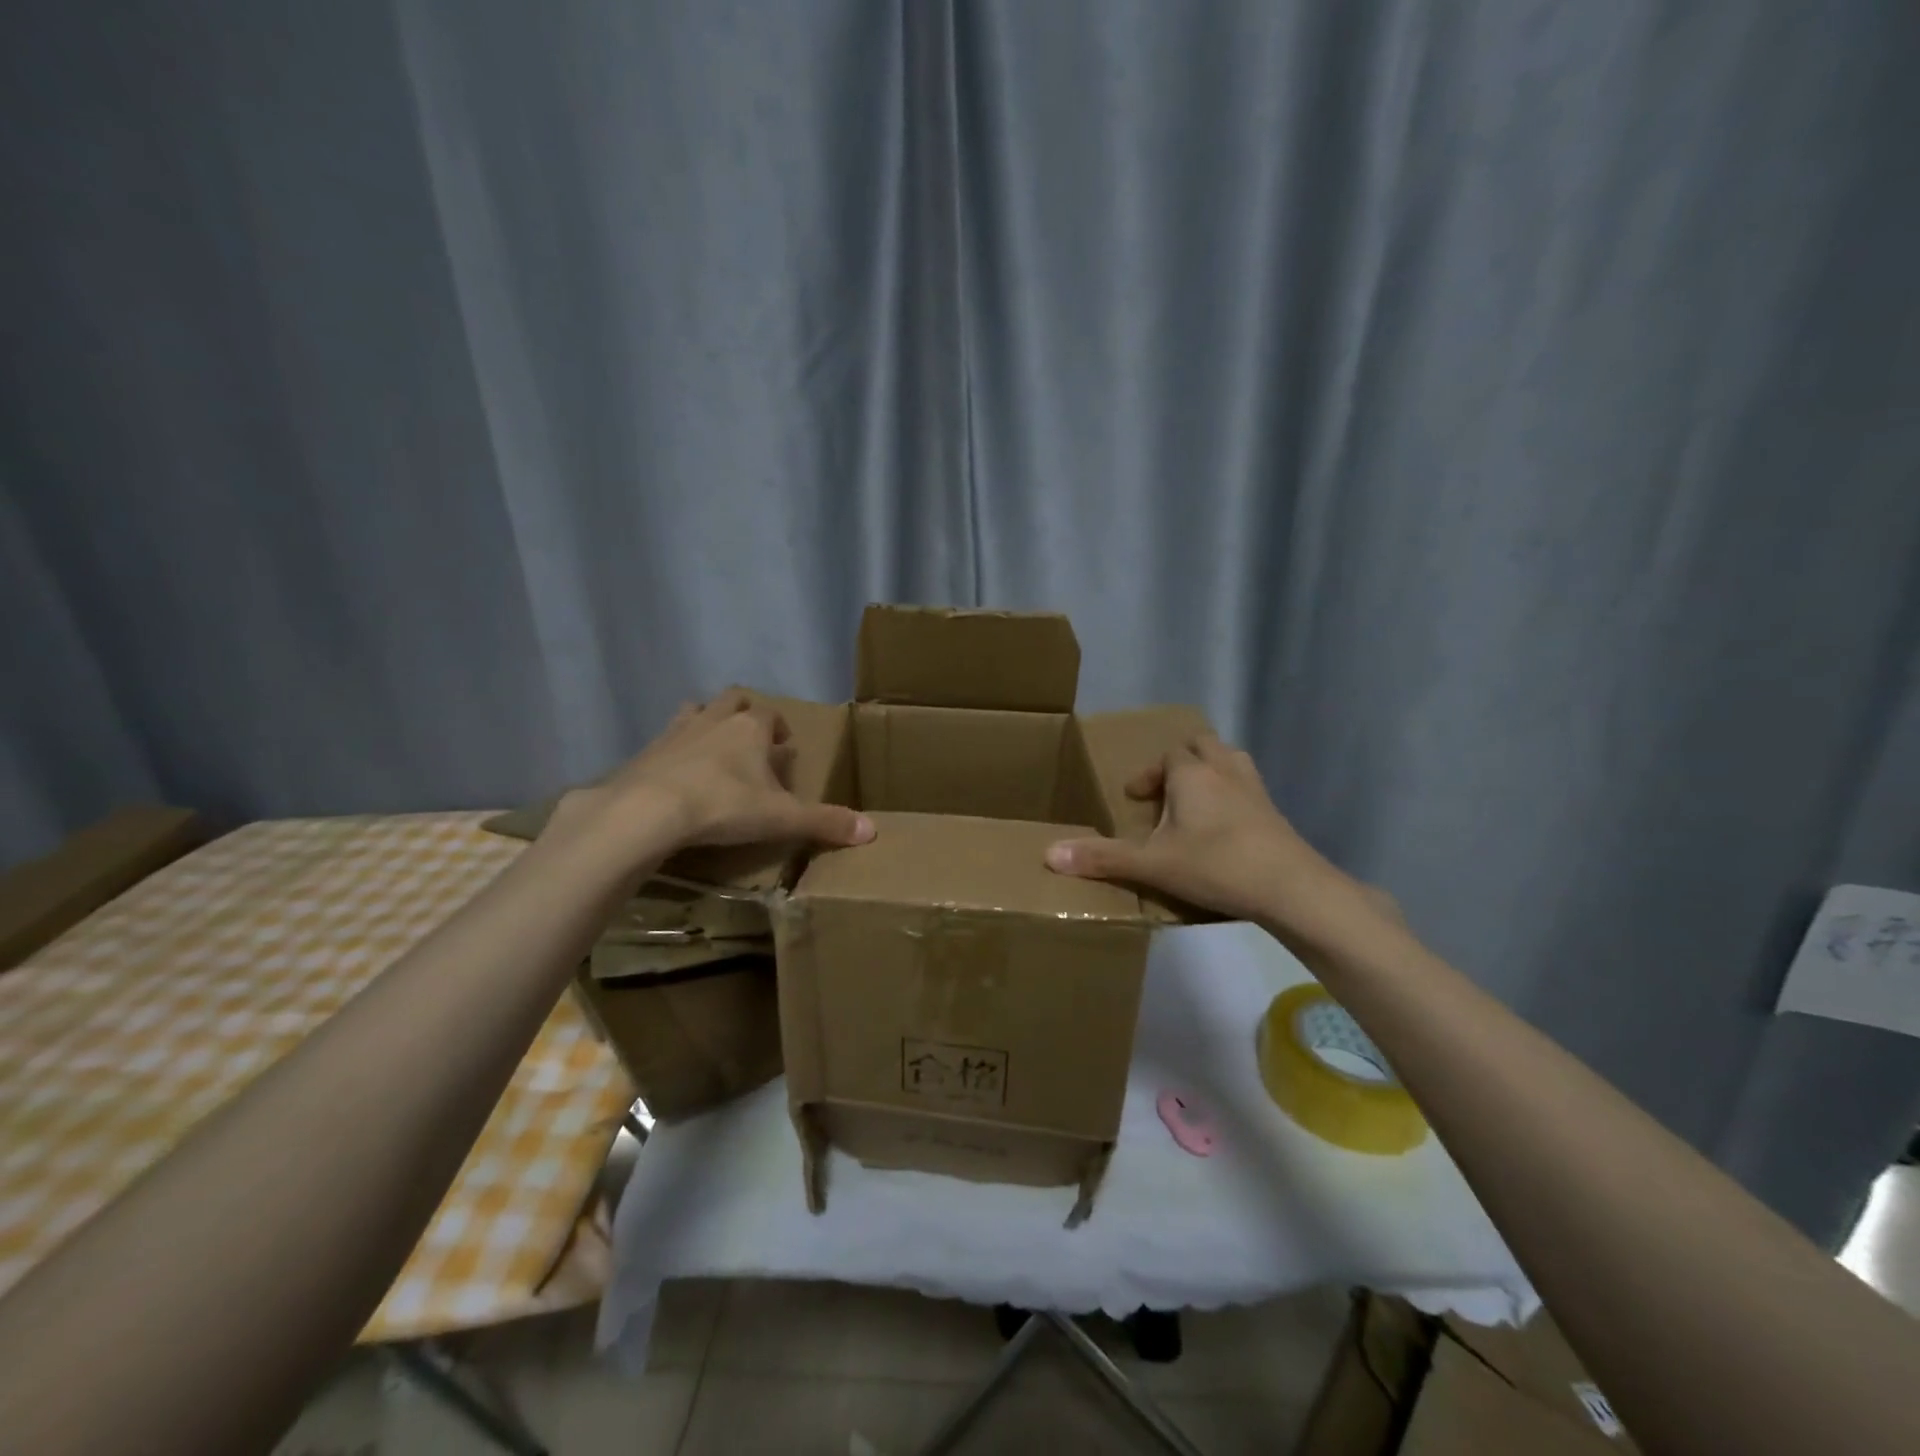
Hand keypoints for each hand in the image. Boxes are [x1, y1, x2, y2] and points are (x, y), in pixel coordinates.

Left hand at [562, 690, 873, 862]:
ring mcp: (676, 732)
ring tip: (713, 748)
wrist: (647, 811)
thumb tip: (872, 831)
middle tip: (752, 739)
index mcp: (750, 728)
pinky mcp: (645, 752)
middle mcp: (714, 719)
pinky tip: (676, 775)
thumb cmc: (724, 806)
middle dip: (744, 714)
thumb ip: (825, 822)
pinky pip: (665, 742)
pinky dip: (675, 752)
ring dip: (707, 723)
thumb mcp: (782, 818)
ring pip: (695, 712)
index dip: (780, 728)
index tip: (785, 747)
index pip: (771, 715)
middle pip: (732, 700)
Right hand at [1045, 733, 1383, 946]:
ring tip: (1193, 803)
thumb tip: (1048, 854)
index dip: (1147, 774)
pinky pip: (1247, 787)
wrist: (1291, 887)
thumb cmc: (1215, 865)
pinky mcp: (1275, 811)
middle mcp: (1224, 769)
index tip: (1134, 799)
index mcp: (1191, 773)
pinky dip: (1230, 795)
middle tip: (1164, 793)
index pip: (1166, 756)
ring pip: (1228, 760)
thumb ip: (1102, 858)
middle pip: (1200, 746)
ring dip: (1208, 772)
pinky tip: (1223, 828)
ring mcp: (1255, 788)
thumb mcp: (1152, 864)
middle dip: (1178, 762)